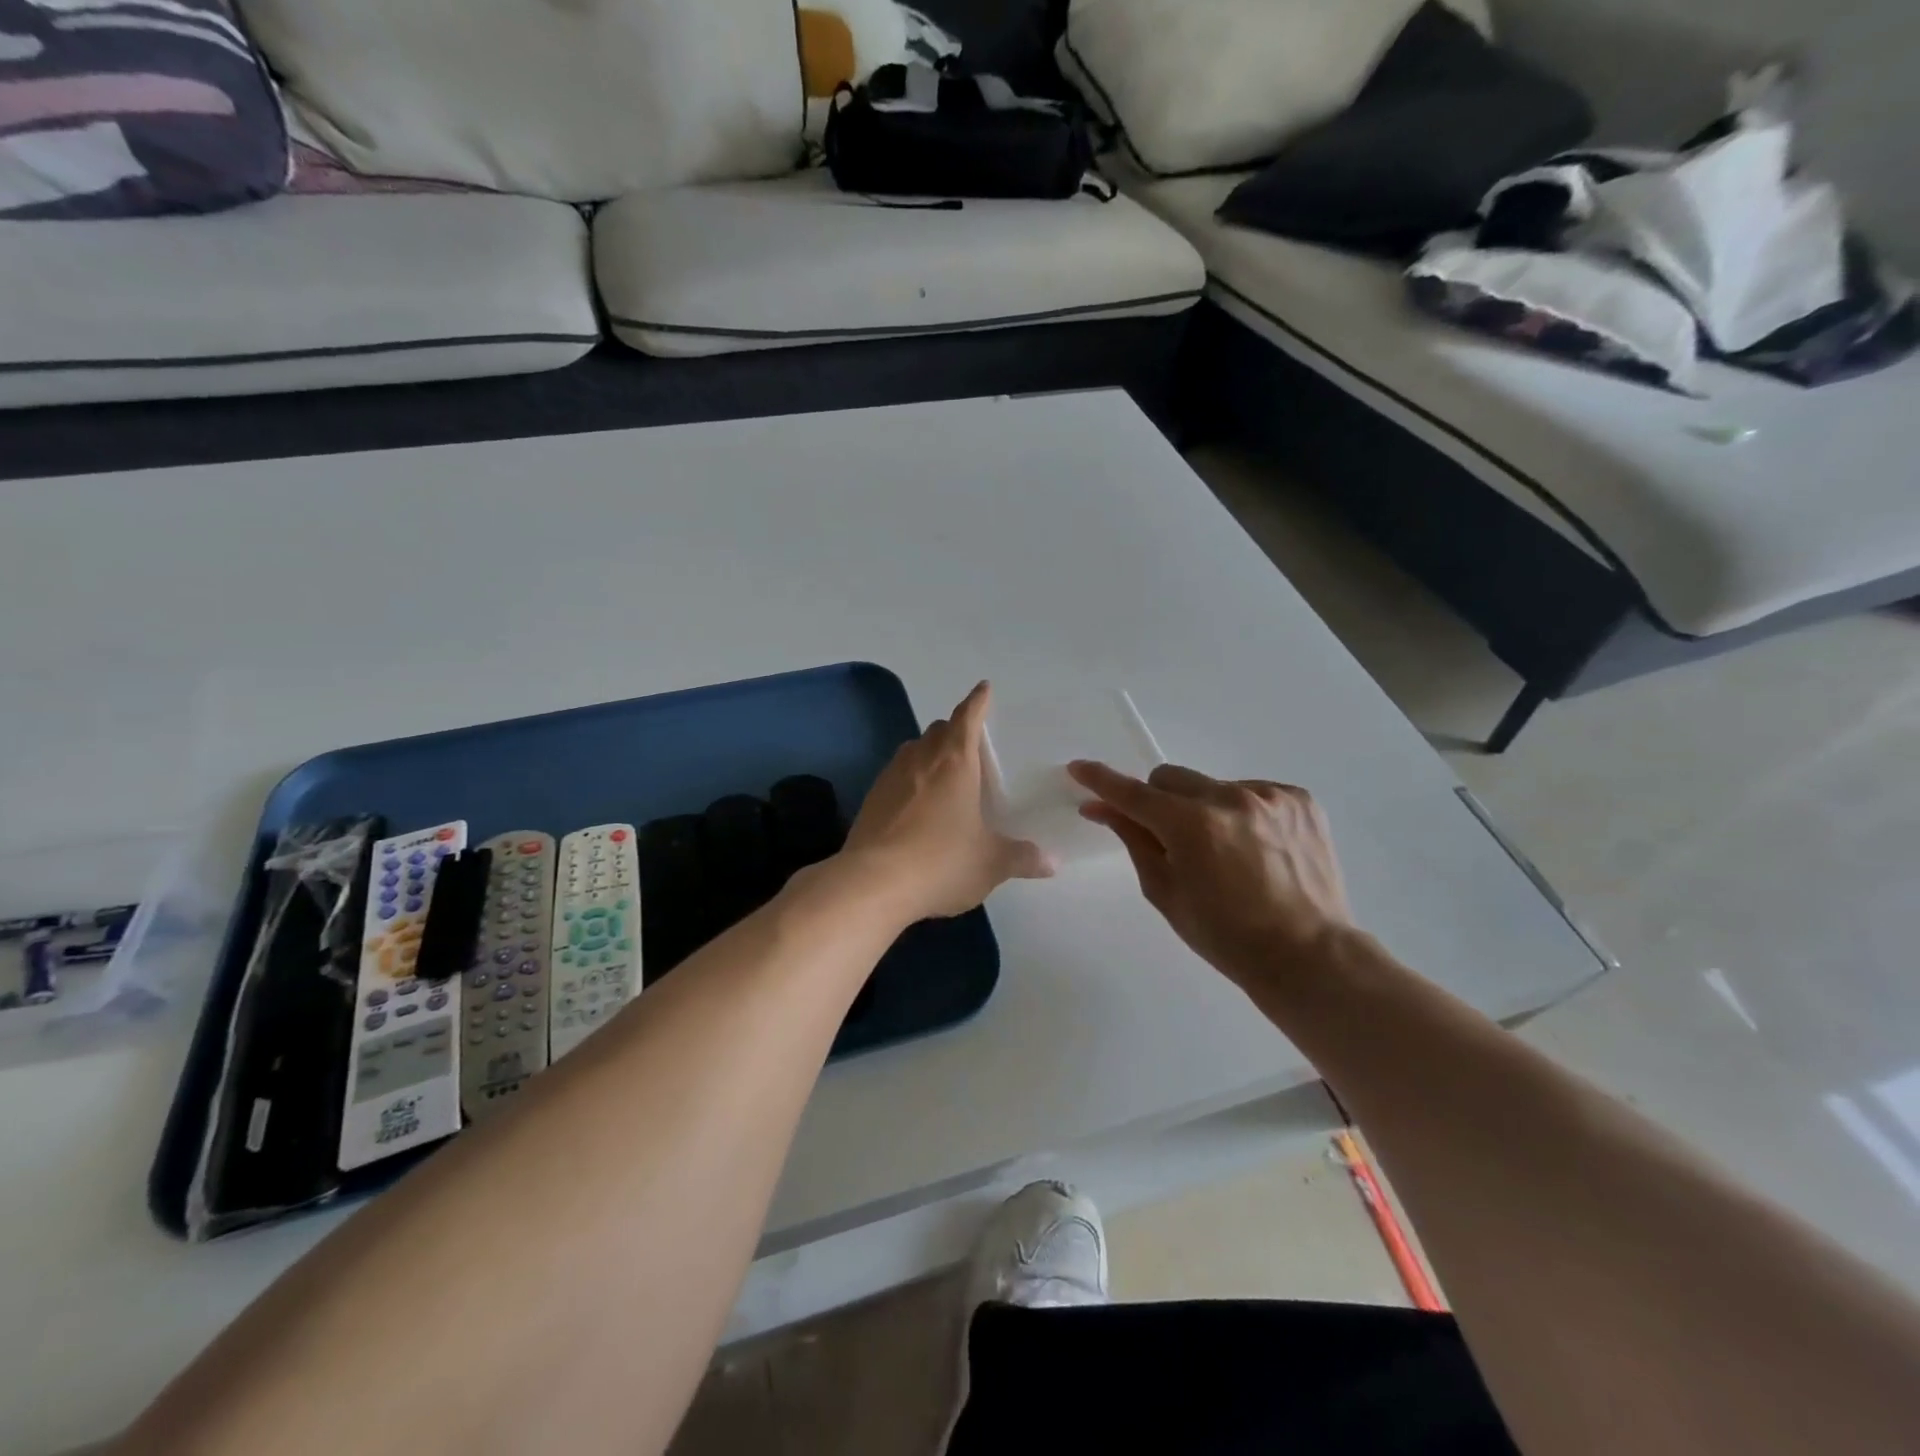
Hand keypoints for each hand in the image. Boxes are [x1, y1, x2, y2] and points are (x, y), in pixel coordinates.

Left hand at [843, 682, 1052, 920]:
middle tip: (970, 744)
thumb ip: (1021, 858)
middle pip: (938, 730)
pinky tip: (916, 804)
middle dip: (955, 730)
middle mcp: (921, 760)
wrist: (872, 883)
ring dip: (929, 752)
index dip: (977, 702)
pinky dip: (910, 779)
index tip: (984, 688)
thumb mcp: (990, 864)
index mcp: (955, 763)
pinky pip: (895, 776)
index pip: (967, 718)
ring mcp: (891, 777)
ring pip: (913, 750)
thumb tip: (1051, 863)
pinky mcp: (871, 799)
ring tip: (943, 773)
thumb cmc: (941, 862)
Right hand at [1069, 761, 1352, 989]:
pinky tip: (1256, 848)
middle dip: (1159, 802)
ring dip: (1204, 809)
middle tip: (1168, 837)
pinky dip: (1242, 812)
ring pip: (1212, 785)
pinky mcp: (1300, 799)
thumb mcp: (1166, 892)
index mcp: (1192, 826)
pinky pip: (1252, 792)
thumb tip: (1103, 808)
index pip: (1134, 793)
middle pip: (1171, 778)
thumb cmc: (1226, 936)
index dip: (1102, 781)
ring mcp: (1270, 796)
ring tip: (1226, 852)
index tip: (1079, 768)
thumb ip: (1134, 840)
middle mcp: (1230, 798)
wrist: (1309, 956)